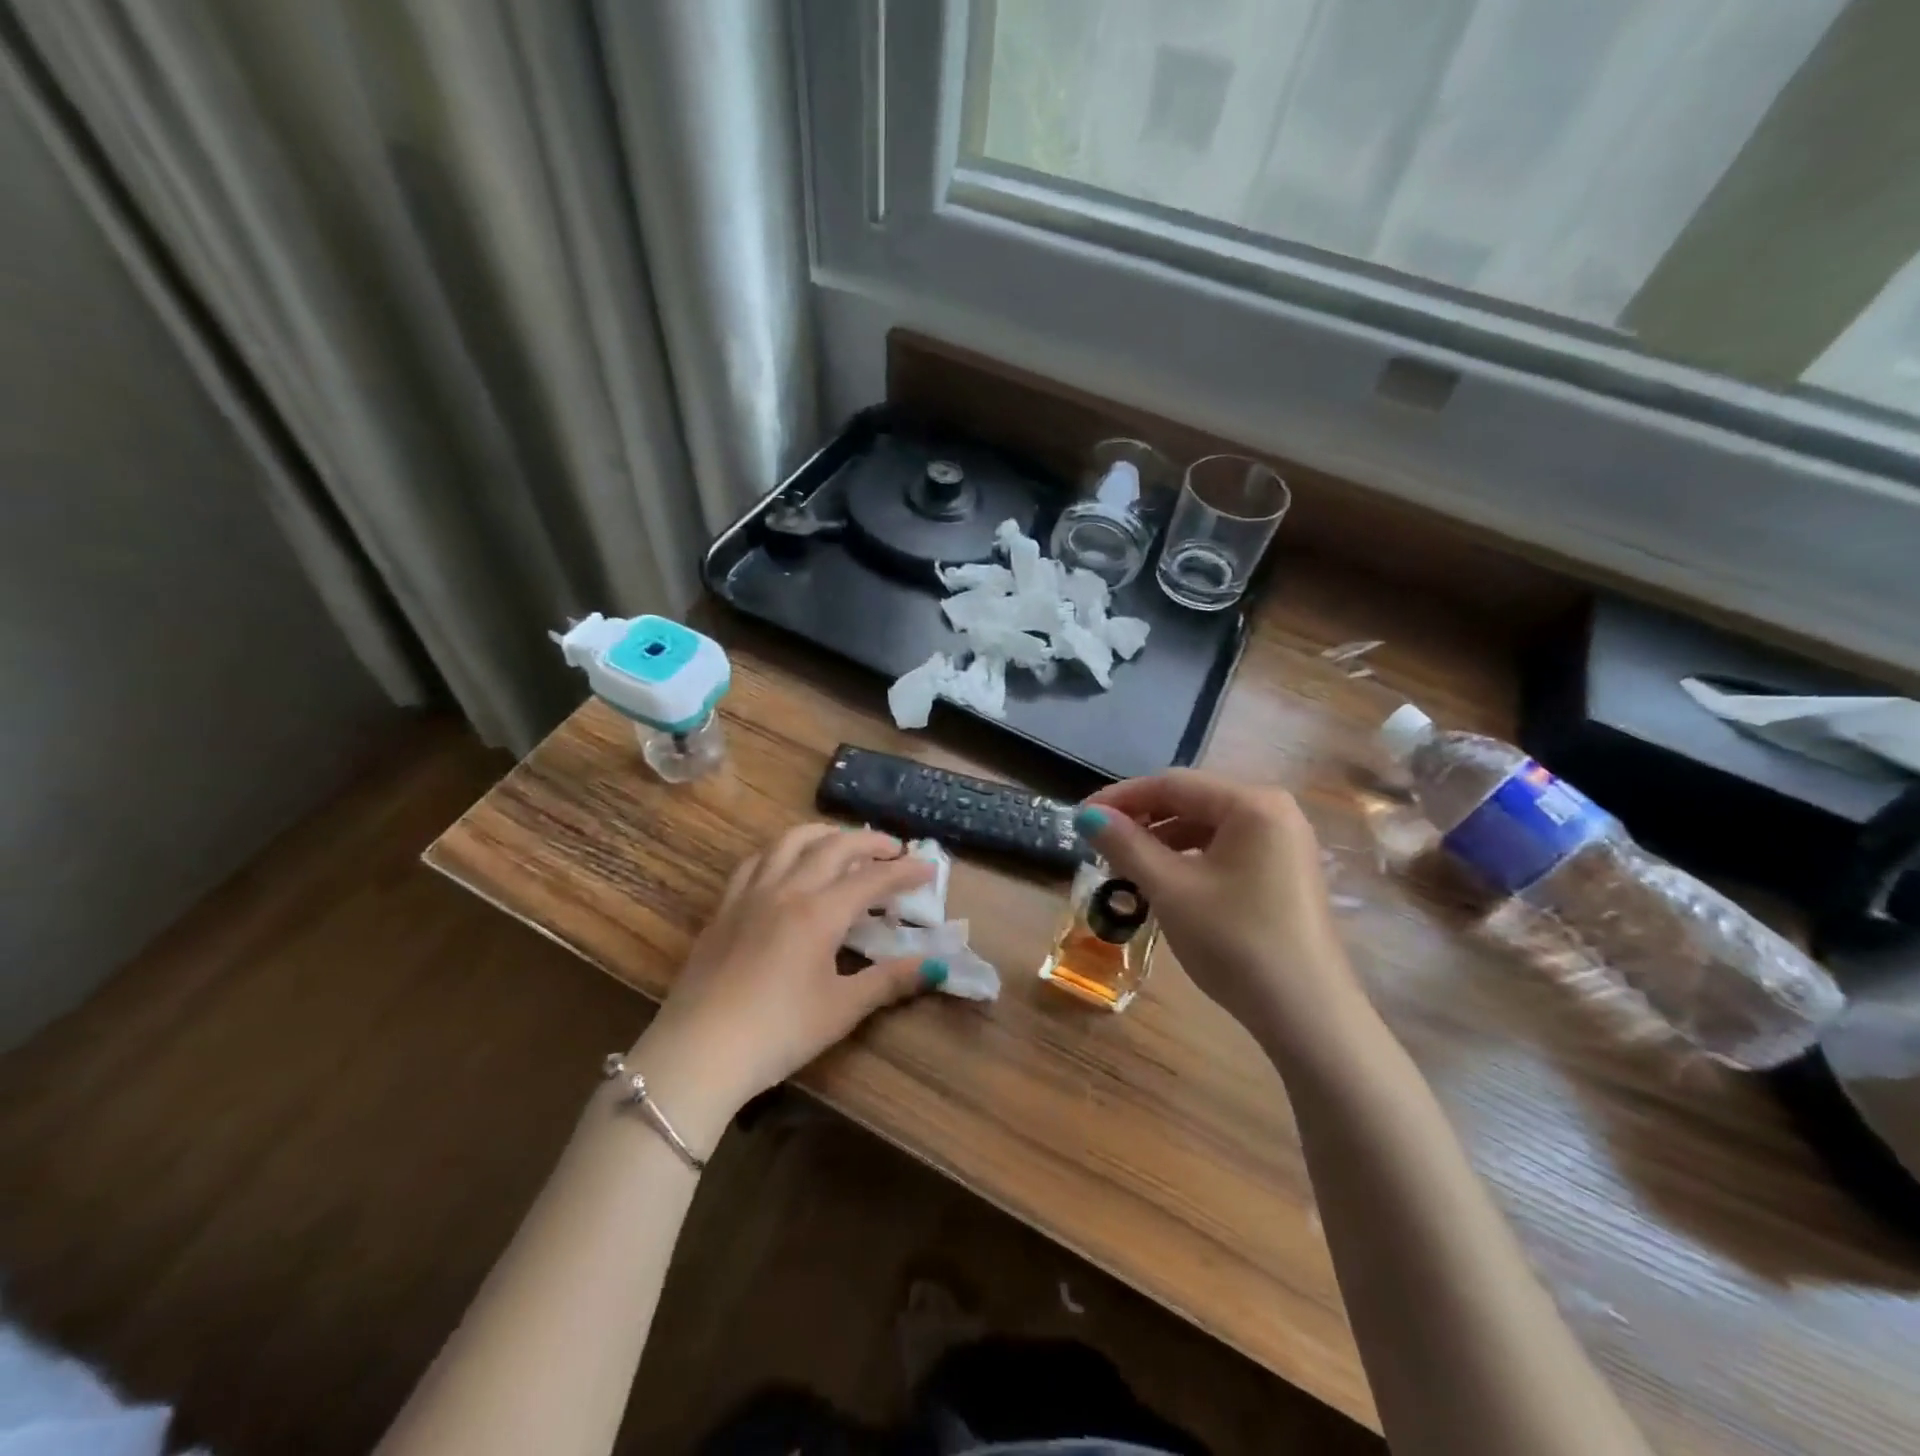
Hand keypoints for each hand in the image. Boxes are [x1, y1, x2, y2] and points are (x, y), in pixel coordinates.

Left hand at [626, 825, 940, 1141]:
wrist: (698, 1052)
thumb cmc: (777, 1033)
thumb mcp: (841, 1009)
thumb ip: (889, 981)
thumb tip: (935, 966)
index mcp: (819, 912)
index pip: (872, 878)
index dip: (905, 871)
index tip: (929, 868)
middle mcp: (786, 890)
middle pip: (833, 847)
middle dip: (869, 841)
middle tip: (894, 849)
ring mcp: (750, 895)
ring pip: (789, 842)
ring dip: (823, 834)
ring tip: (842, 842)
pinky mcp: (724, 908)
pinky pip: (756, 861)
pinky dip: (781, 851)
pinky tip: (786, 863)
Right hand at [1075, 771, 1371, 1050]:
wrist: (1307, 1015)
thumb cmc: (1234, 941)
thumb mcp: (1170, 889)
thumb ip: (1126, 844)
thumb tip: (1087, 815)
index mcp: (1251, 803)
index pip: (1172, 783)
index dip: (1120, 797)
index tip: (1080, 817)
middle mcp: (1274, 810)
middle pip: (1192, 800)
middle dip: (1142, 819)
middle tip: (1100, 843)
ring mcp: (1285, 842)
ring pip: (1208, 826)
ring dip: (1163, 840)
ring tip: (1126, 866)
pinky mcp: (1286, 872)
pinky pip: (1227, 848)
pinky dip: (1190, 858)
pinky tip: (1166, 882)